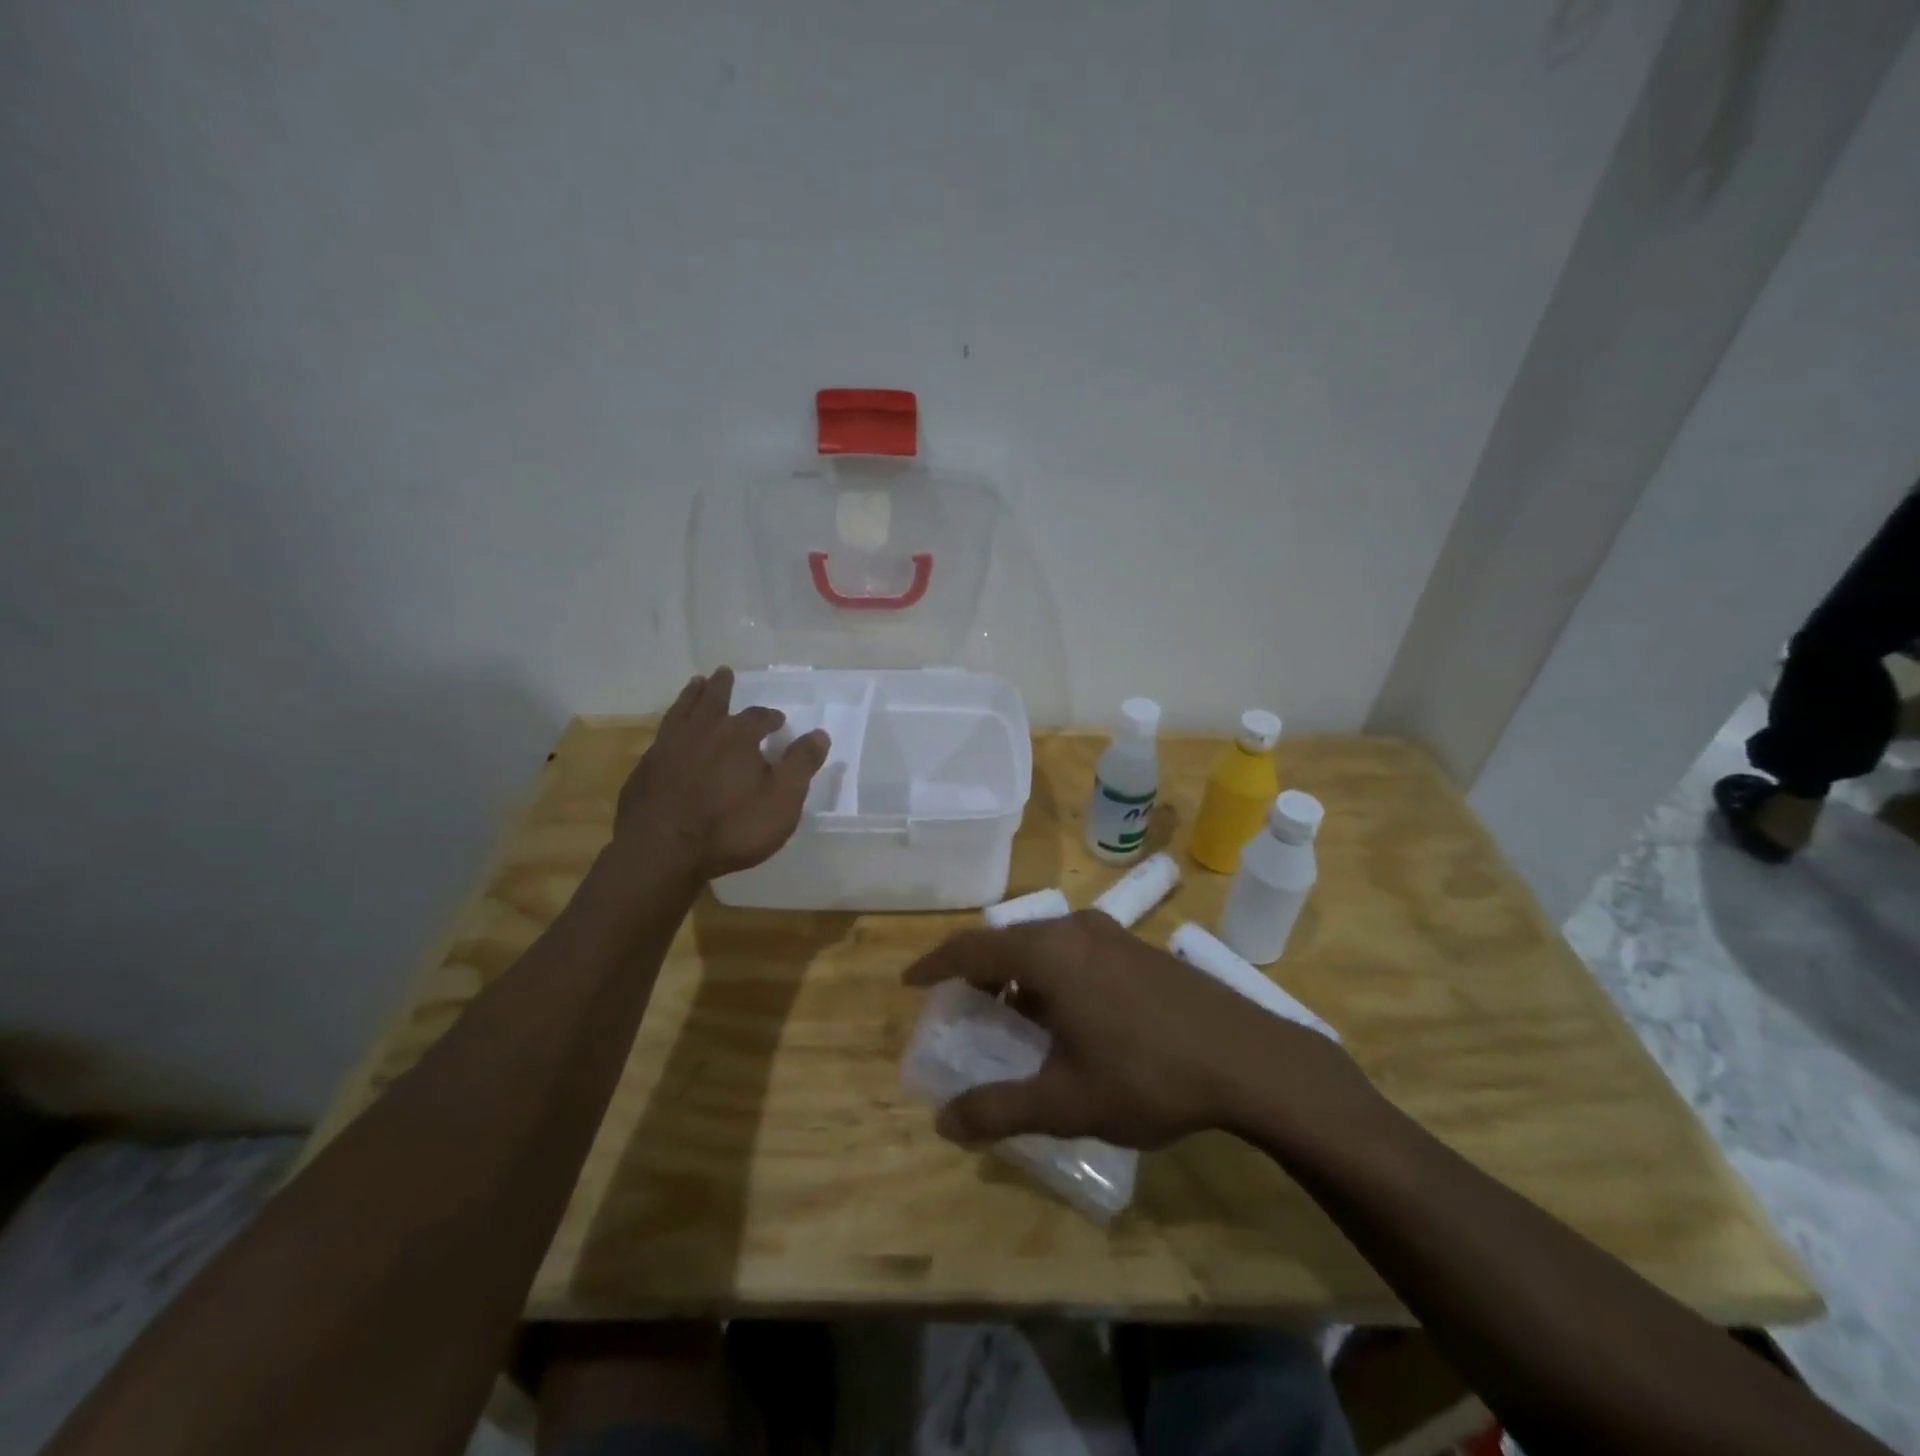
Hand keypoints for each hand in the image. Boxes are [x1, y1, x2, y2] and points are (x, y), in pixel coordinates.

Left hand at [615, 667, 829, 880]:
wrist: (661, 852)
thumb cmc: (731, 827)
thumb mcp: (782, 800)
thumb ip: (801, 765)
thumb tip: (819, 734)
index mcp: (737, 737)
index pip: (758, 717)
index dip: (770, 717)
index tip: (778, 720)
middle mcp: (701, 733)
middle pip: (712, 700)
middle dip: (721, 687)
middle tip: (723, 672)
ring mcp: (667, 749)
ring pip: (680, 712)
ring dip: (690, 696)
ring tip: (694, 684)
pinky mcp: (644, 771)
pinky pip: (660, 738)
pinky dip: (669, 728)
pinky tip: (669, 735)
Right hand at [903, 910, 1374, 1151]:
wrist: (1248, 1059)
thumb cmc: (1147, 1074)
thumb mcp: (1066, 1101)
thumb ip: (1000, 1110)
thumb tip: (944, 1123)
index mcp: (1049, 952)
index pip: (973, 948)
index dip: (936, 965)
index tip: (910, 983)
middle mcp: (1075, 929)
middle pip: (1008, 941)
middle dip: (978, 972)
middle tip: (961, 1007)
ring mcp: (1112, 934)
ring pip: (1045, 945)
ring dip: (1018, 975)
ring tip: (1011, 1017)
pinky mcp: (1138, 948)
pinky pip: (1075, 952)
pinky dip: (1052, 975)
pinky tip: (1066, 1018)